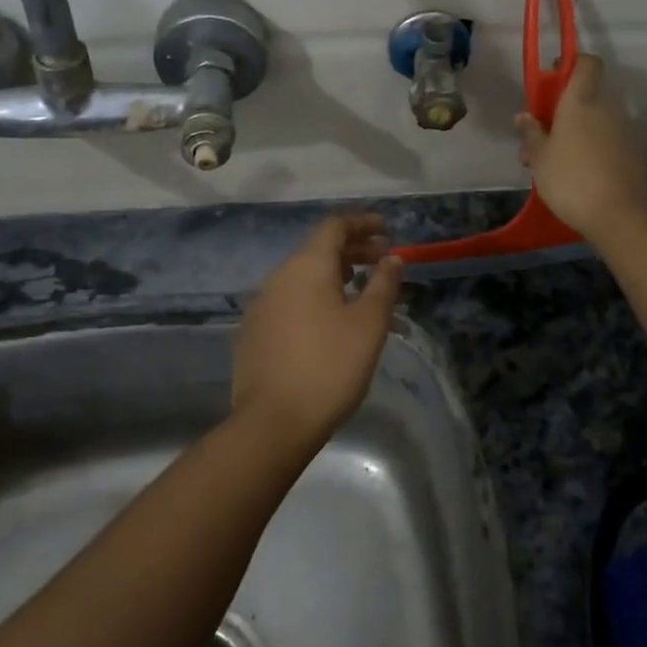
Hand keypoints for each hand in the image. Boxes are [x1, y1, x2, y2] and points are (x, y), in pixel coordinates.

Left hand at [231, 215, 403, 452]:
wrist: (273, 423)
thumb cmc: (330, 366)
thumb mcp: (368, 324)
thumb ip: (383, 285)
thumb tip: (392, 258)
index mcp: (306, 266)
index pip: (334, 226)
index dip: (362, 223)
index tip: (387, 230)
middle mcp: (279, 277)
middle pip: (319, 250)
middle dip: (354, 251)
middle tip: (384, 264)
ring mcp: (262, 305)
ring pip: (306, 279)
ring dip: (338, 279)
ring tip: (366, 298)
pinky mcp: (255, 332)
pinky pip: (293, 302)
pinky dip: (318, 301)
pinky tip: (335, 325)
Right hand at [515, 55, 646, 244]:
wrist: (621, 215)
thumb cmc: (571, 179)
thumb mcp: (539, 158)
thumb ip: (531, 133)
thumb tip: (524, 116)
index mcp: (582, 101)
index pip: (586, 63)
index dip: (572, 64)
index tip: (554, 79)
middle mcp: (608, 108)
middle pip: (588, 97)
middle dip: (566, 111)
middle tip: (542, 138)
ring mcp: (626, 131)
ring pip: (598, 122)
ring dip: (578, 133)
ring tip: (556, 164)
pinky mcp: (637, 154)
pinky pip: (610, 142)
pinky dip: (595, 150)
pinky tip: (580, 176)